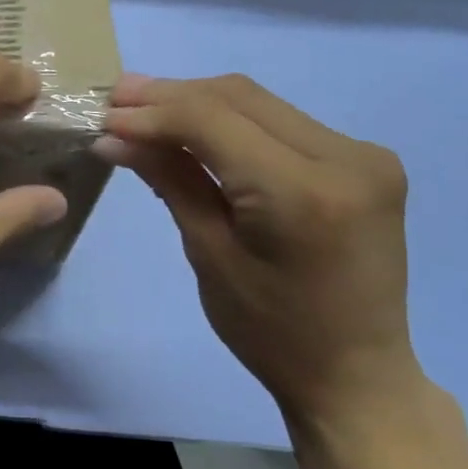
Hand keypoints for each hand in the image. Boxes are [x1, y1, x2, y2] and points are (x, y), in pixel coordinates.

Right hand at [97, 73, 422, 426]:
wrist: (355, 373)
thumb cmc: (271, 331)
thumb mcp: (209, 254)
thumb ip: (170, 180)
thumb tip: (114, 137)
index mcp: (304, 192)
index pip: (213, 120)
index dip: (152, 113)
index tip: (103, 116)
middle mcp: (346, 157)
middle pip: (238, 97)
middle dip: (170, 95)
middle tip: (115, 99)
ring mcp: (364, 153)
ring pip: (259, 102)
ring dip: (197, 101)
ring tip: (141, 107)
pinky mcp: (364, 159)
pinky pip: (281, 122)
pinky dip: (230, 120)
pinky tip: (192, 126)